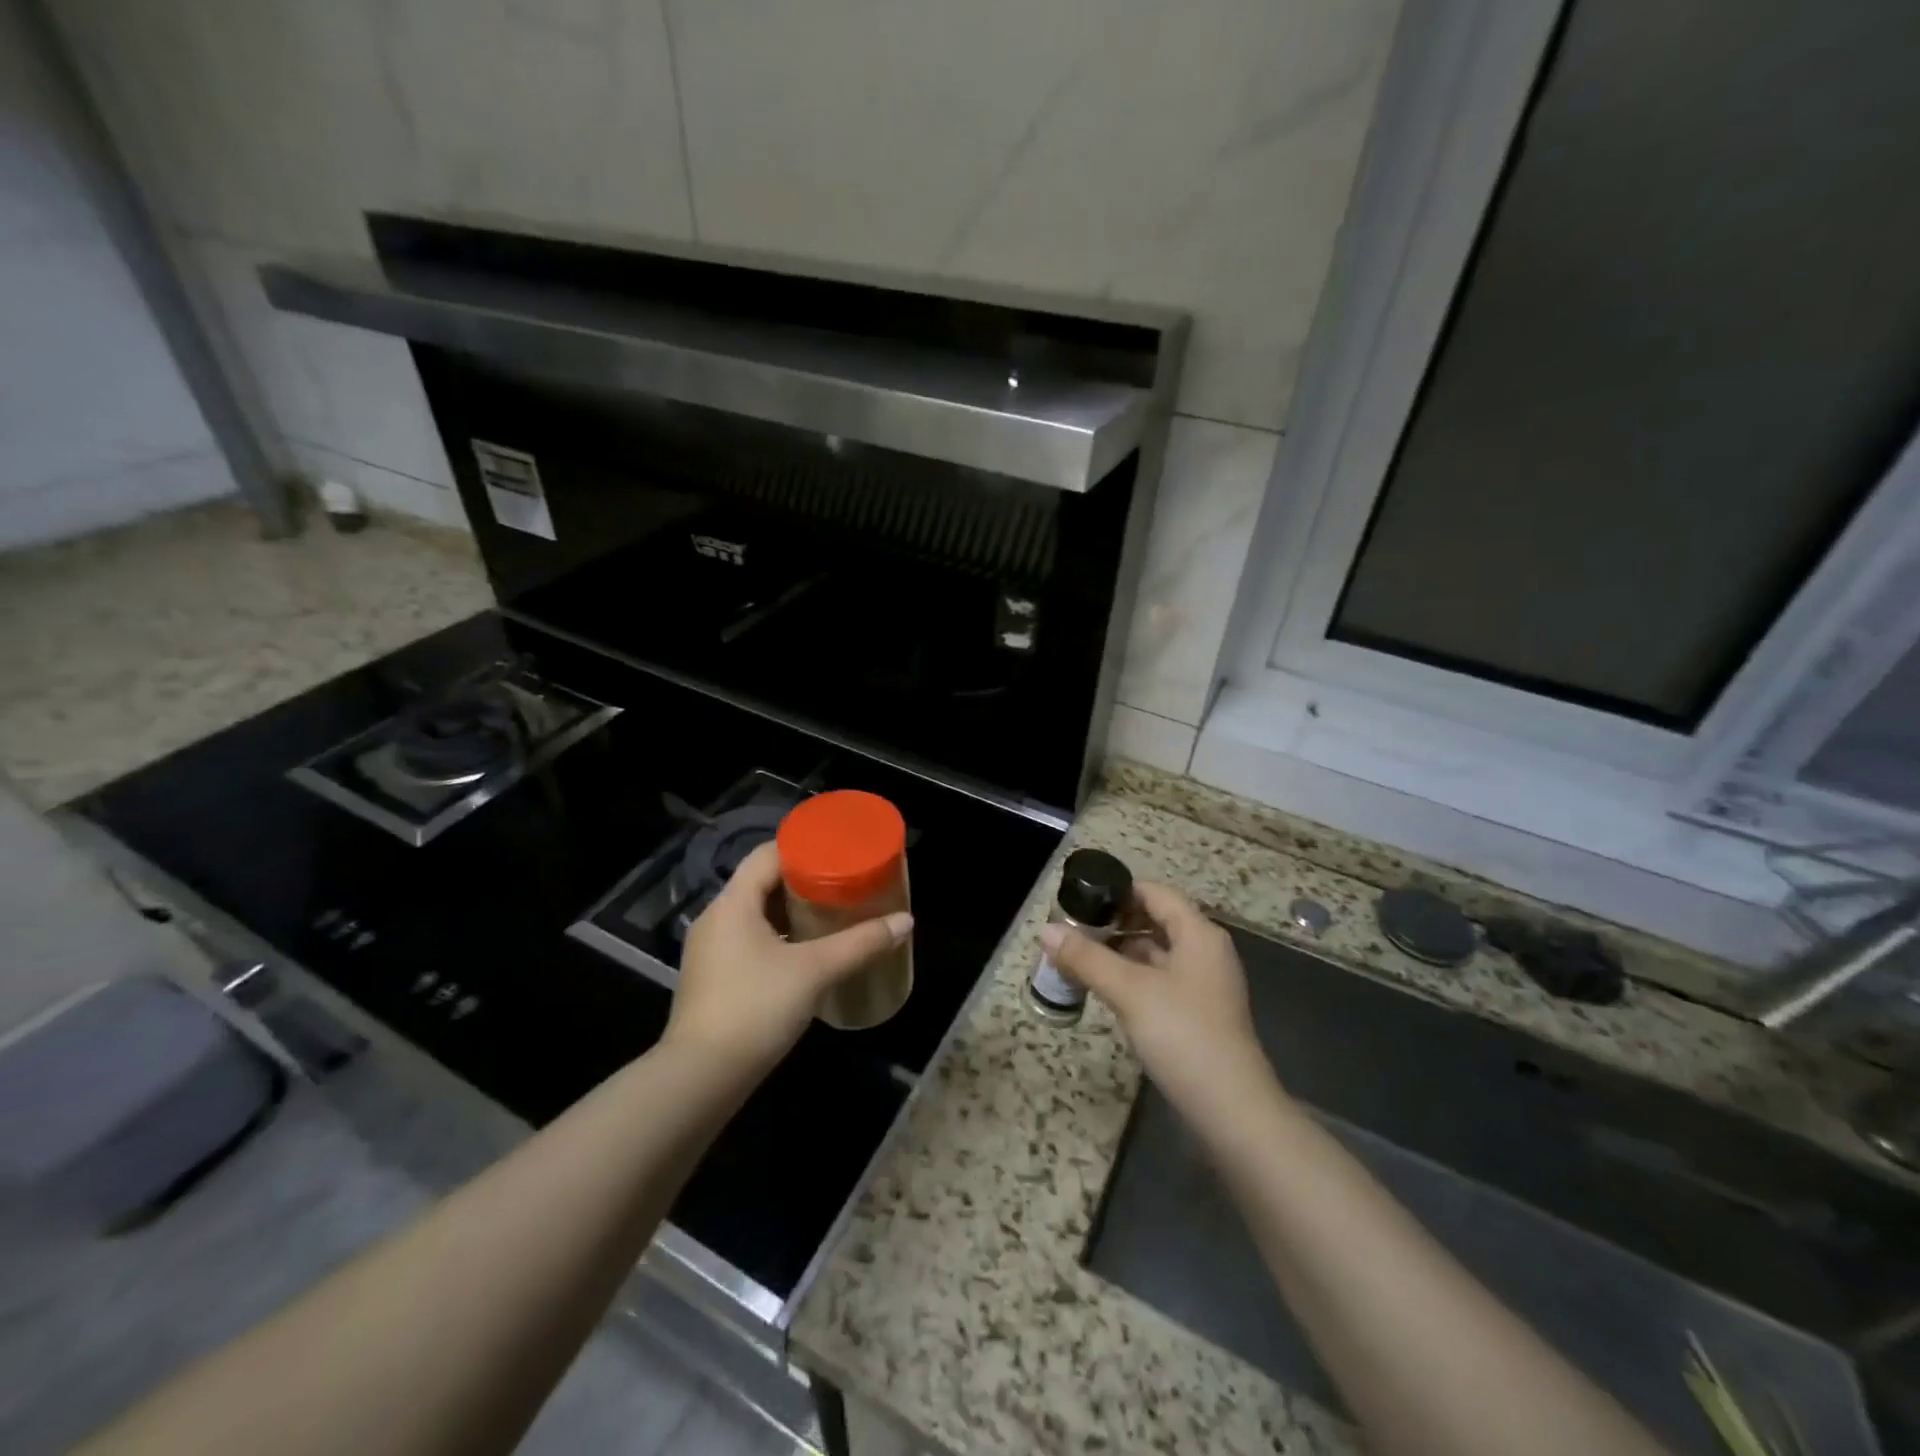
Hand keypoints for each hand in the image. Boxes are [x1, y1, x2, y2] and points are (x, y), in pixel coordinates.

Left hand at [668, 840, 912, 1074]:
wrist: (701, 1078)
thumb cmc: (756, 1008)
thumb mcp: (815, 971)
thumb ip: (861, 943)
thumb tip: (906, 921)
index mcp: (733, 903)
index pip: (767, 854)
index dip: (802, 847)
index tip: (837, 851)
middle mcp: (715, 918)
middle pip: (761, 883)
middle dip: (802, 881)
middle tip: (843, 883)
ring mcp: (709, 951)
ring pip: (755, 914)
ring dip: (790, 911)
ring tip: (830, 914)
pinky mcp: (711, 979)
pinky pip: (748, 940)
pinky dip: (777, 937)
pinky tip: (805, 953)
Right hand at [1039, 881, 1273, 1119]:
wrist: (1231, 1111)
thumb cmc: (1183, 1035)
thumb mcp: (1129, 991)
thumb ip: (1087, 958)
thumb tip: (1046, 930)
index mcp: (1198, 934)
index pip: (1155, 893)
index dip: (1118, 890)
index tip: (1080, 899)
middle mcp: (1205, 952)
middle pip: (1155, 920)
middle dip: (1114, 922)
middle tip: (1073, 930)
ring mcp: (1203, 985)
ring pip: (1156, 952)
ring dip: (1120, 951)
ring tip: (1079, 957)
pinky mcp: (1197, 1013)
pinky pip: (1160, 980)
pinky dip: (1132, 977)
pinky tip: (1104, 988)